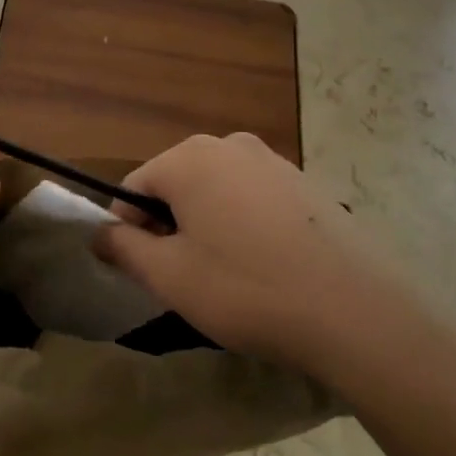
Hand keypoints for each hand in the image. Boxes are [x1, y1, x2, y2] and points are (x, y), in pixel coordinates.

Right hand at [94, 132, 427, 379]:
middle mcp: (229, 145)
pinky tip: (266, 266)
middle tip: (186, 276)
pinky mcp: (306, 183)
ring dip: (208, 225)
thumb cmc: (246, 288)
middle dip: (170, 225)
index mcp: (189, 158)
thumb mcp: (170, 276)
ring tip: (228, 275)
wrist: (356, 310)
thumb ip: (124, 249)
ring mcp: (273, 160)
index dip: (129, 230)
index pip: (134, 187)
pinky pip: (254, 198)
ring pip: (217, 190)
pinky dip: (245, 225)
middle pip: (176, 183)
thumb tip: (99, 233)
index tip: (145, 271)